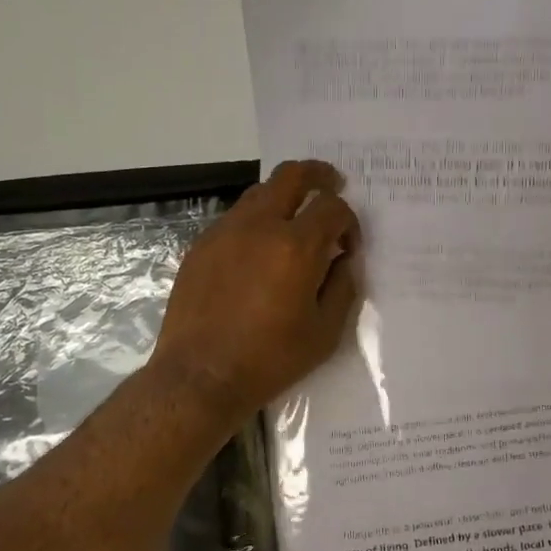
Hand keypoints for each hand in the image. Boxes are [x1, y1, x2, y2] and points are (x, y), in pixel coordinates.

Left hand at [152, 160, 361, 420]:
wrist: (201, 375)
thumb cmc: (270, 359)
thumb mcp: (325, 332)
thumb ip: (342, 286)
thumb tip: (343, 260)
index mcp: (296, 247)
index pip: (332, 207)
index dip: (348, 220)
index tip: (348, 245)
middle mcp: (259, 226)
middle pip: (292, 175)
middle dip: (318, 174)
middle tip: (331, 183)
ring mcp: (225, 232)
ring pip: (260, 192)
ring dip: (284, 196)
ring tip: (294, 219)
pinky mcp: (201, 246)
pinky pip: (235, 218)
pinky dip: (256, 221)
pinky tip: (259, 250)